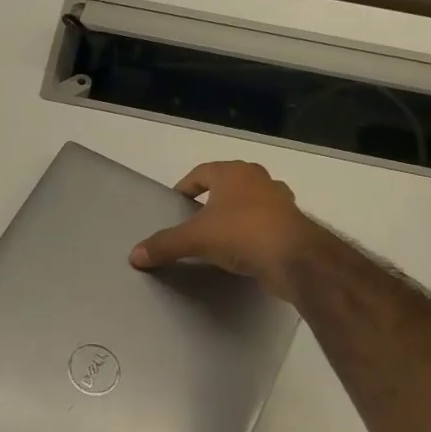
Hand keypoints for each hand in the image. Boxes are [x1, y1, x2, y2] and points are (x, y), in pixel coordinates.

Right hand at [129, 160, 319, 298]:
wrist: (296, 259)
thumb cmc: (242, 234)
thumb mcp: (195, 239)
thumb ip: (165, 245)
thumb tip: (134, 255)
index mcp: (233, 173)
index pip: (201, 172)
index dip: (186, 186)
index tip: (176, 203)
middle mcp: (259, 179)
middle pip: (228, 184)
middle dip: (212, 198)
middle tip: (196, 218)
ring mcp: (280, 200)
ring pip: (250, 202)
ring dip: (235, 214)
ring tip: (219, 235)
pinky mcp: (293, 224)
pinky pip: (265, 223)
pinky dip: (252, 232)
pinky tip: (243, 250)